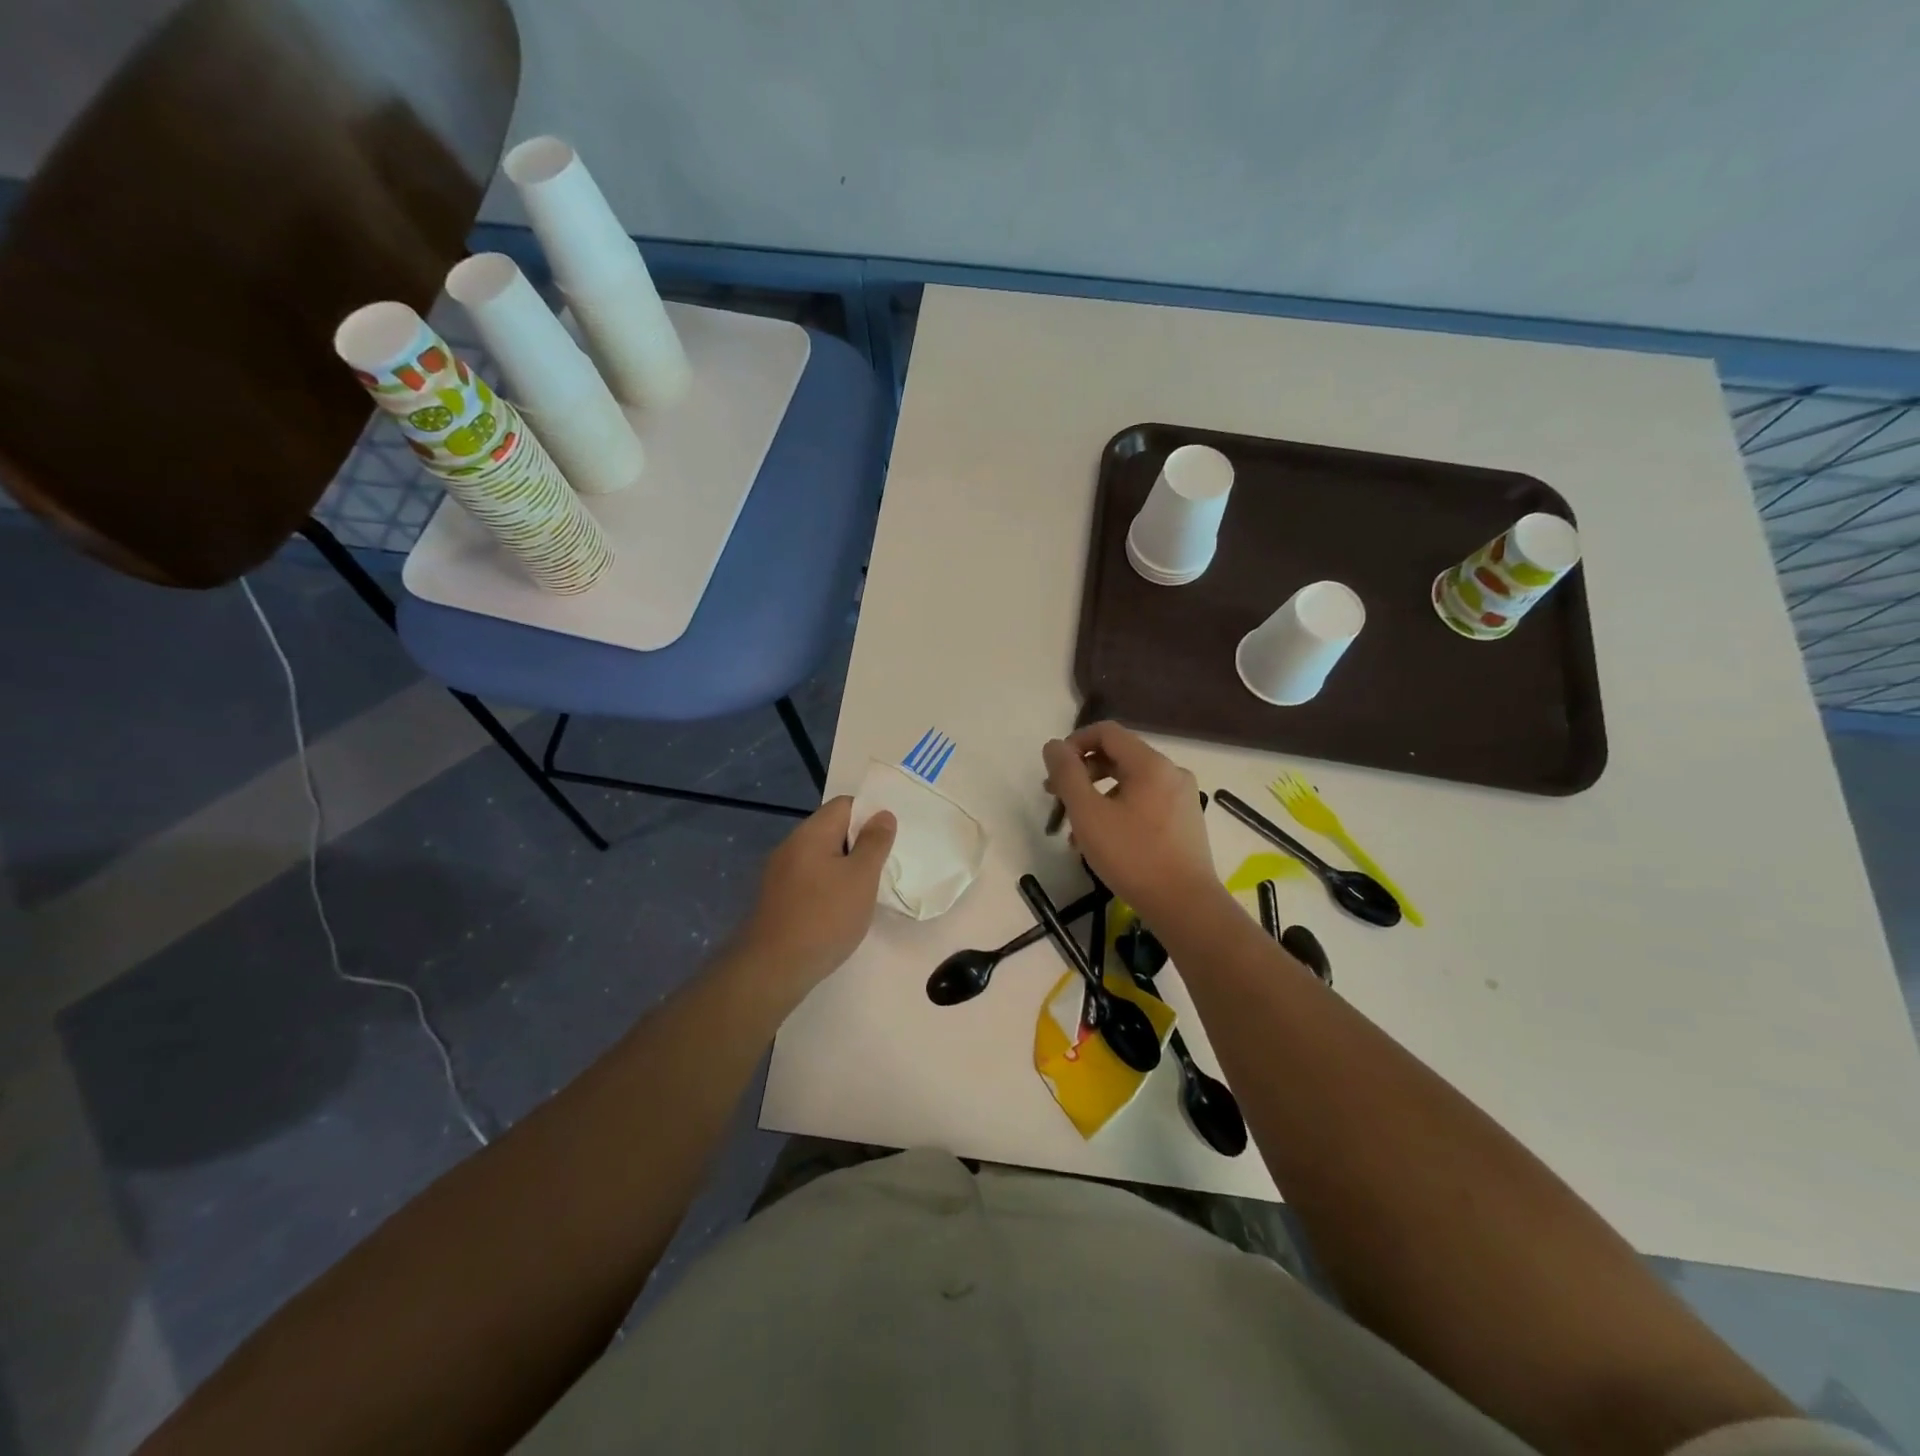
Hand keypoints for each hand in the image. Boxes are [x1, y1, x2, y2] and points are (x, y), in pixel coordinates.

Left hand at [737, 796, 895, 991]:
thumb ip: (875, 843)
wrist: (773, 968)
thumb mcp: (862, 878)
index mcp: (811, 833)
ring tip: (864, 891)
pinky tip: (840, 909)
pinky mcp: (777, 897)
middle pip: (832, 829)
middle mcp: (791, 845)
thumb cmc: (825, 917)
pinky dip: (828, 885)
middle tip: (881, 868)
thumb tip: (882, 814)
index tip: (887, 842)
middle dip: (859, 844)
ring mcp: (780, 872)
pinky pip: (810, 878)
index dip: (870, 816)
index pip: (845, 805)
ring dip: (845, 867)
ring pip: (822, 856)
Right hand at [1042, 722, 1221, 926]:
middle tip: (1056, 799)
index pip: (1107, 732)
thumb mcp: (1088, 814)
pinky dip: (1118, 813)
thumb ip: (1067, 774)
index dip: (1074, 743)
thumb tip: (1054, 745)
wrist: (1186, 906)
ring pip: (1129, 785)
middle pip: (1118, 757)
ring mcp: (1182, 799)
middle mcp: (1171, 773)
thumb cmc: (1133, 856)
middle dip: (1082, 774)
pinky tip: (1102, 844)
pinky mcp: (1185, 824)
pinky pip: (1144, 804)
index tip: (1054, 770)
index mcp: (1151, 764)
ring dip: (1097, 798)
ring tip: (1075, 831)